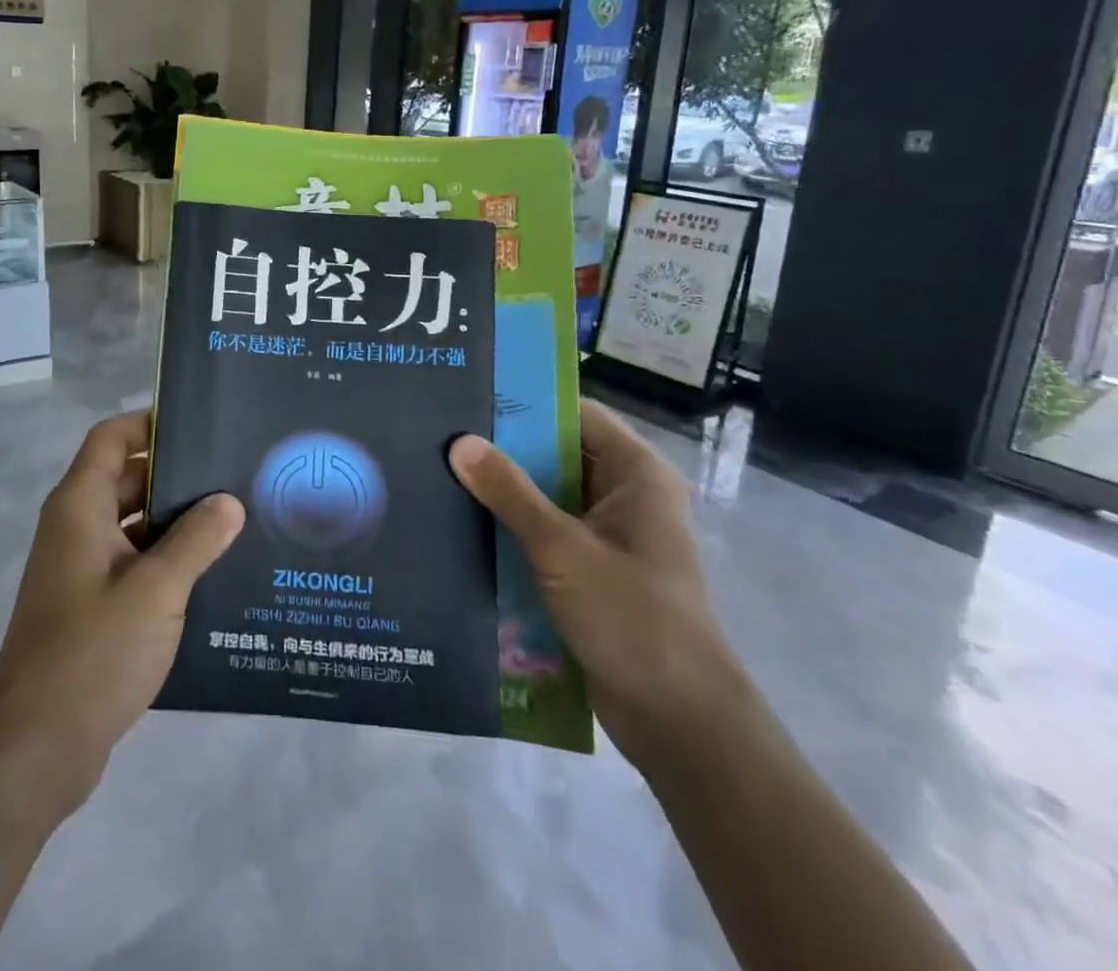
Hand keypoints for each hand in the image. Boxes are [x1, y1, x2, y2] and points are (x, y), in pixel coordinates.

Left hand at [0, 412, 245, 815]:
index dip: (150, 424)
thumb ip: (196, 540)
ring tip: (236, 523)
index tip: (200, 426)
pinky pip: (133, 566)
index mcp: (79, 507)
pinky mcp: (91, 608)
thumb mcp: (156, 590)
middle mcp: (75, 529)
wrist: (35, 749)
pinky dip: (166, 562)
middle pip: (126, 480)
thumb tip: (228, 501)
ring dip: (176, 524)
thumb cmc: (92, 652)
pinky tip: (213, 576)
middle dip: (176, 476)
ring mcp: (82, 570)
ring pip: (133, 526)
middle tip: (234, 475)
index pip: (111, 439)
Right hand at [449, 401, 748, 768]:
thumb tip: (459, 442)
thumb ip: (509, 493)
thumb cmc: (632, 618)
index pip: (574, 415)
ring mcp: (607, 536)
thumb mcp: (562, 548)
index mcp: (635, 474)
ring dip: (503, 492)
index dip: (525, 404)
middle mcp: (623, 495)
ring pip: (546, 496)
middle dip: (503, 449)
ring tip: (439, 473)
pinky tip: (462, 525)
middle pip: (556, 454)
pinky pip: (544, 533)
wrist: (678, 722)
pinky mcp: (590, 571)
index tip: (469, 396)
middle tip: (440, 435)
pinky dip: (511, 528)